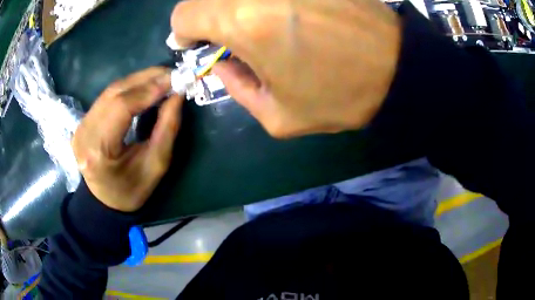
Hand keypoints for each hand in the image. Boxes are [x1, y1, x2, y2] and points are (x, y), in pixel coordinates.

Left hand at [72, 68, 183, 211]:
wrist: (106, 201)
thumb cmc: (132, 190)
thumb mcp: (156, 166)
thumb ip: (167, 129)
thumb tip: (177, 95)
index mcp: (99, 151)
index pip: (121, 107)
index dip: (148, 90)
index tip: (174, 80)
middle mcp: (85, 132)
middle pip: (114, 93)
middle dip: (145, 79)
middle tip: (171, 73)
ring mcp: (81, 125)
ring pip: (110, 91)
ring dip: (138, 80)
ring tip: (161, 77)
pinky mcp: (83, 121)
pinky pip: (107, 96)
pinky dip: (128, 88)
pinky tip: (143, 87)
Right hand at [171, 0, 400, 137]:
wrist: (398, 68)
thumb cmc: (342, 95)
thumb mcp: (280, 116)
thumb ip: (236, 89)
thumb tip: (222, 65)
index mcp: (244, 21)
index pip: (185, 13)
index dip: (184, 30)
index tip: (195, 43)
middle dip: (208, 18)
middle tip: (228, 37)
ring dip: (236, 8)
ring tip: (260, 28)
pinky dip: (264, 3)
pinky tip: (285, 15)